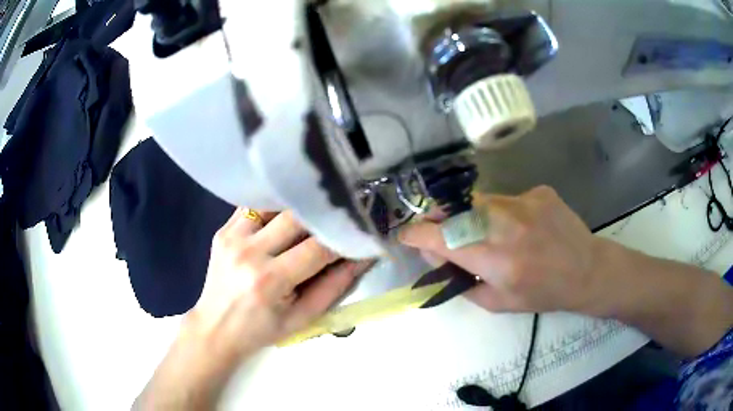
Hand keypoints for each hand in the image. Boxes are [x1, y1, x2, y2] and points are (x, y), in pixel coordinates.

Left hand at [191, 208, 372, 359]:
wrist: (215, 329)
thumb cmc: (261, 331)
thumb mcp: (302, 318)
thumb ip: (334, 287)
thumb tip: (362, 258)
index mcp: (270, 280)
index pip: (318, 248)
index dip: (343, 239)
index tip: (358, 234)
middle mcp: (249, 252)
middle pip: (296, 217)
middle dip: (323, 217)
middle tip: (339, 219)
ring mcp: (232, 237)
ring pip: (275, 204)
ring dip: (298, 208)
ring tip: (313, 215)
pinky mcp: (223, 230)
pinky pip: (254, 206)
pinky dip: (274, 207)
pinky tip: (285, 215)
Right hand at [398, 186, 601, 313]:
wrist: (587, 270)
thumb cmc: (543, 294)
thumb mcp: (498, 303)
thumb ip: (462, 283)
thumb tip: (439, 260)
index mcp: (495, 259)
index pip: (440, 238)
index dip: (416, 235)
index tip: (406, 236)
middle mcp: (506, 225)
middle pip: (455, 211)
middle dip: (440, 222)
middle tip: (444, 235)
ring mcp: (524, 202)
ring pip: (479, 202)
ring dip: (471, 217)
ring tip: (488, 233)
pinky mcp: (539, 191)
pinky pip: (507, 199)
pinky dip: (503, 213)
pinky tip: (521, 226)